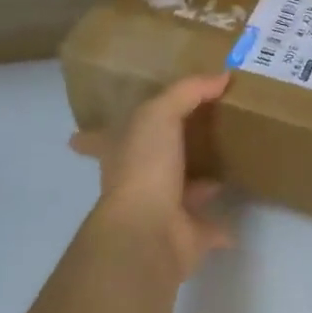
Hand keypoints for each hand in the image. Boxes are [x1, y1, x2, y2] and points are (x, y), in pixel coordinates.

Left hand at [69, 73, 233, 283]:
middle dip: (159, 154)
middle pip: (144, 164)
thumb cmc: (144, 166)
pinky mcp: (184, 236)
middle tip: (186, 139)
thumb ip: (188, 91)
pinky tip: (233, 218)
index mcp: (118, 153)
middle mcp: (135, 181)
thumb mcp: (160, 114)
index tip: (77, 136)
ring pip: (179, 192)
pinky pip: (205, 226)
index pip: (98, 139)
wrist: (148, 231)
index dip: (90, 136)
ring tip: (219, 171)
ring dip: (195, 185)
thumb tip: (221, 76)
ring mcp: (159, 210)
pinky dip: (218, 225)